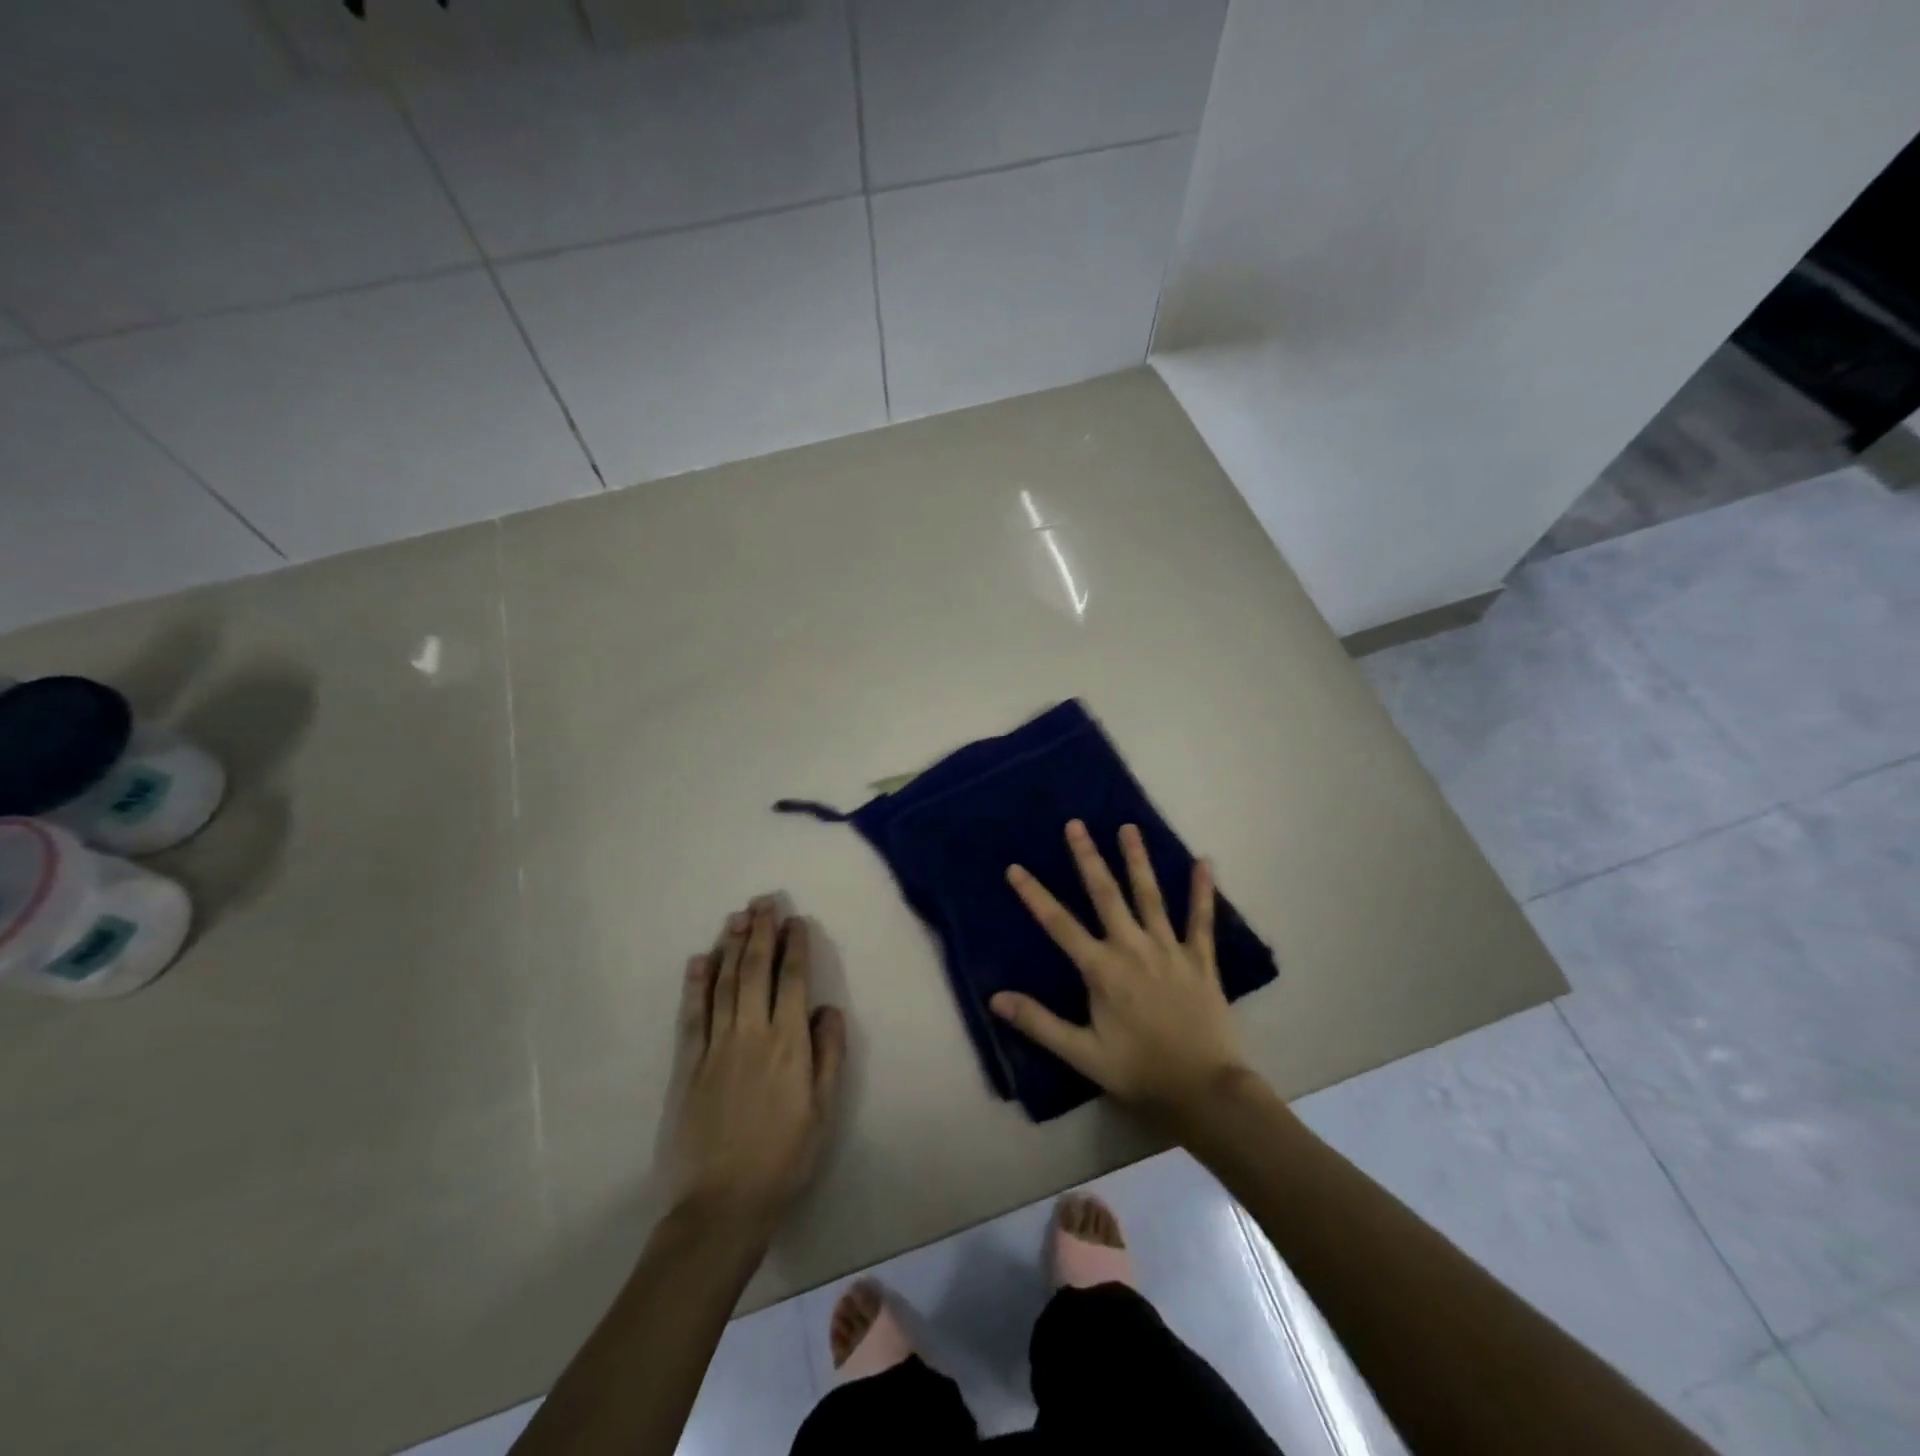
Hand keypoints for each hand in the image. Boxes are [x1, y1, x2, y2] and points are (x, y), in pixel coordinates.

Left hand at [667, 898, 846, 1233]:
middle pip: (754, 971)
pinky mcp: (687, 1065)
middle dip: (760, 932)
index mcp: (788, 1044)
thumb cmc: (784, 1158)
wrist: (722, 1205)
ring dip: (730, 946)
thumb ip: (828, 1055)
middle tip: (763, 901)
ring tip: (736, 917)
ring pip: (723, 984)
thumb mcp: (823, 1111)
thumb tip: (828, 1008)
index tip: (795, 920)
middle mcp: (751, 1034)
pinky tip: (699, 960)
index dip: (794, 947)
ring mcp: (715, 1047)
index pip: (792, 981)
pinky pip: (692, 1015)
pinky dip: (695, 984)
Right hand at [992, 821, 1248, 1123]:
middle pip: (1106, 894)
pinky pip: (1202, 919)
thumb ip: (1039, 1023)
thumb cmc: (1140, 1071)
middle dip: (1088, 857)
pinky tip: (1205, 862)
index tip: (1015, 867)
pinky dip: (1203, 891)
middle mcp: (1133, 948)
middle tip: (1076, 824)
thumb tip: (996, 998)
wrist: (1205, 1089)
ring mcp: (1170, 949)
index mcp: (1102, 969)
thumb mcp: (1082, 1053)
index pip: (1059, 924)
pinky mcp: (1201, 959)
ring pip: (1150, 895)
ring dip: (1137, 860)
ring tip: (1128, 827)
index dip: (1035, 895)